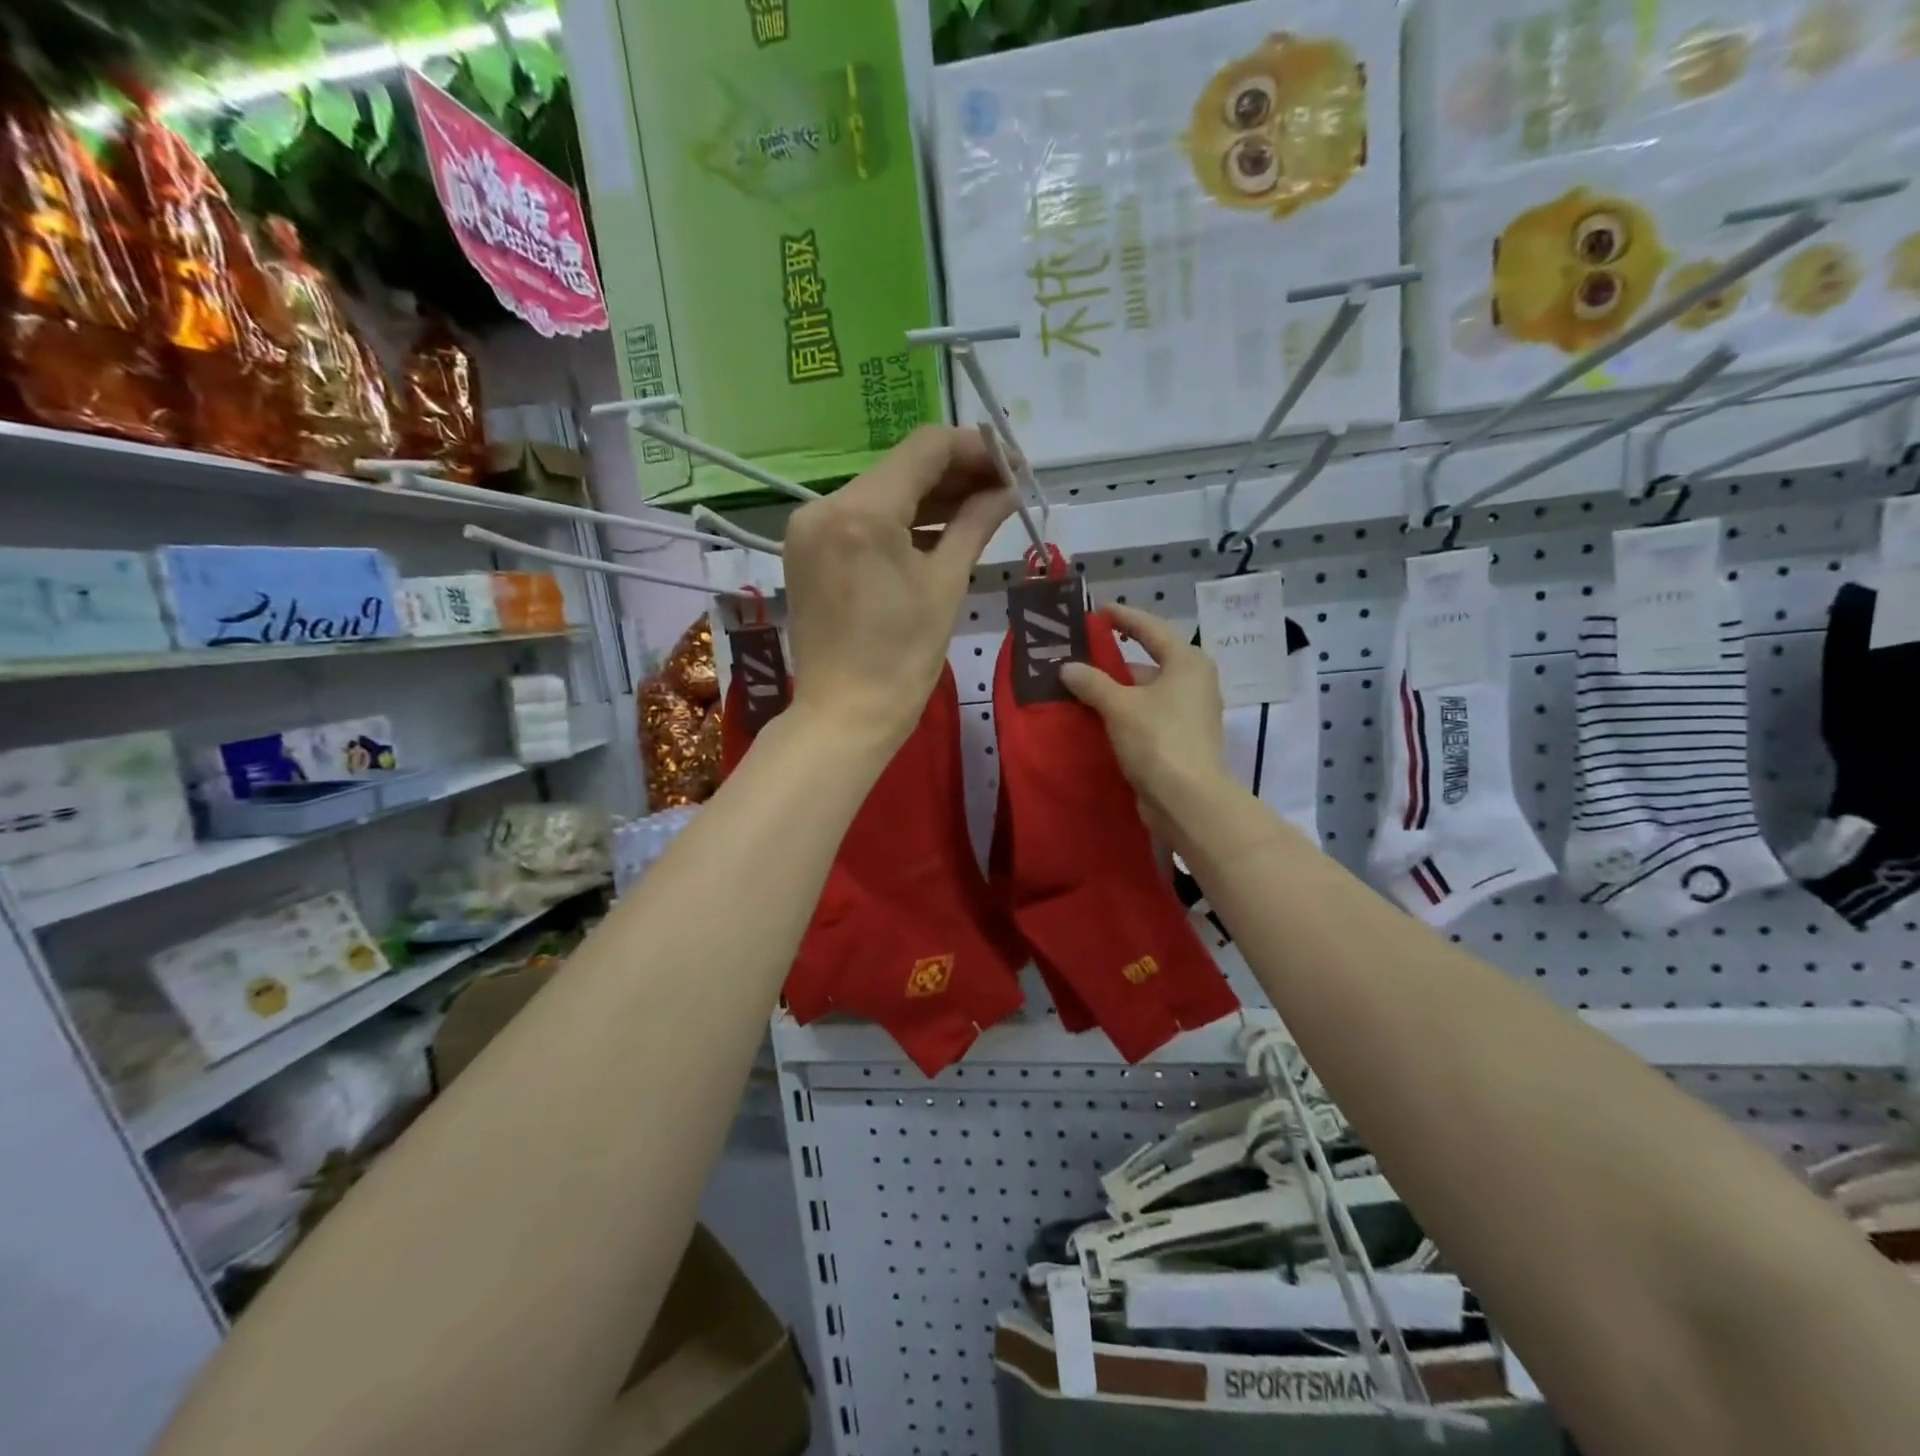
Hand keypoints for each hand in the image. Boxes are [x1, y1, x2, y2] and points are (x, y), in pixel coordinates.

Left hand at [782, 426, 1013, 747]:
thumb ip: (975, 523)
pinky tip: (936, 529)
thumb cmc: (902, 658)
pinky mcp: (805, 550)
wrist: (845, 714)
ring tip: (979, 509)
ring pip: (880, 491)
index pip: (926, 448)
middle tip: (1004, 489)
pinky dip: (898, 520)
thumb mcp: (946, 584)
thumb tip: (1008, 490)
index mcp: (862, 512)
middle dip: (956, 473)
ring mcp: (809, 528)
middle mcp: (826, 505)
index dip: (976, 449)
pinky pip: (860, 519)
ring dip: (928, 496)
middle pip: (901, 467)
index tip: (1012, 467)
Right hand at [1059, 604, 1232, 836]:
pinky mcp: (1179, 738)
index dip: (1123, 617)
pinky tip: (1094, 716)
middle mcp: (1193, 681)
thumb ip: (1091, 681)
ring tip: (1076, 686)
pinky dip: (1122, 713)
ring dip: (1113, 690)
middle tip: (1077, 654)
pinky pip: (1145, 715)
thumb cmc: (1157, 739)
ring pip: (1144, 691)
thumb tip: (1067, 667)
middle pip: (1147, 661)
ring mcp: (1189, 712)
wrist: (1186, 800)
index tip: (1097, 611)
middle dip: (1111, 660)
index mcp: (1187, 662)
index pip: (1150, 628)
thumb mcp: (1119, 705)